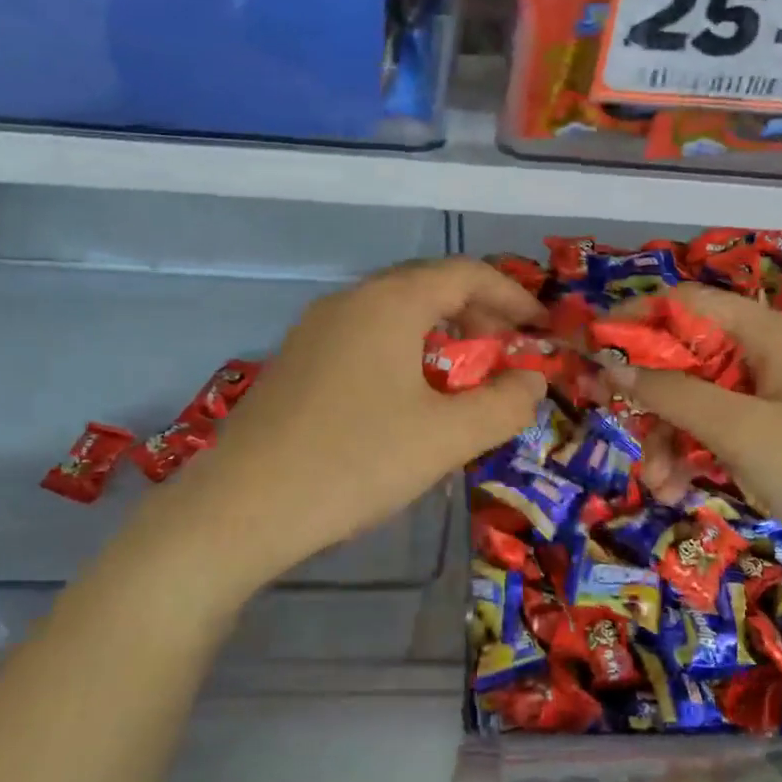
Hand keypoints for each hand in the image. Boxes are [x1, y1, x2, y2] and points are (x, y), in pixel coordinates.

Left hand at [128, 259, 547, 591]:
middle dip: (477, 316)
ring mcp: (315, 330)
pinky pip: (365, 340)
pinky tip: (408, 401)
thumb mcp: (446, 437)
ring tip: (463, 381)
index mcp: (389, 302)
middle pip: (428, 287)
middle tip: (505, 357)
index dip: (513, 297)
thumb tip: (531, 381)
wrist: (241, 508)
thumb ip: (504, 404)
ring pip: (394, 314)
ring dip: (440, 337)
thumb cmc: (355, 461)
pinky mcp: (296, 362)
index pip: (465, 273)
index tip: (541, 330)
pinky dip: (404, 354)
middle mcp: (350, 301)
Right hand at [607, 283, 781, 596]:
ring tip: (658, 484)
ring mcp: (775, 396)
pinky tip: (678, 490)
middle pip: (688, 355)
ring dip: (669, 436)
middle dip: (652, 397)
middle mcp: (771, 354)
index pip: (688, 303)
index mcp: (771, 332)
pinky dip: (695, 455)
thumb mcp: (741, 432)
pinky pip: (720, 430)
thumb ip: (673, 393)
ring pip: (698, 399)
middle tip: (617, 428)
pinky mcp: (778, 434)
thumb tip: (609, 363)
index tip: (593, 353)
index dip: (637, 322)